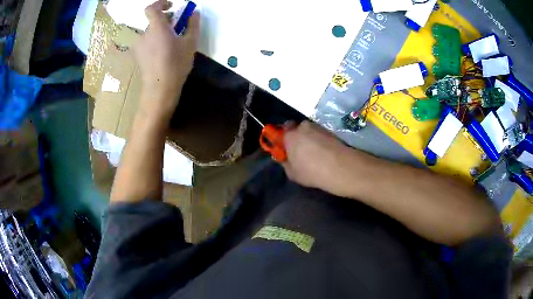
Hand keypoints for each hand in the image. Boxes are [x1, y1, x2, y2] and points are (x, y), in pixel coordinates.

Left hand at [134, 0, 200, 116]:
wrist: (160, 89)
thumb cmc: (176, 64)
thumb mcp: (190, 43)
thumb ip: (193, 25)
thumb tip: (195, 12)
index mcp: (156, 28)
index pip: (151, 8)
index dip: (160, 3)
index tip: (171, 6)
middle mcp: (144, 34)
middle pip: (153, 21)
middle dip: (165, 20)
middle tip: (177, 27)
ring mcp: (139, 46)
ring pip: (150, 33)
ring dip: (160, 32)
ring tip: (171, 42)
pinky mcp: (138, 56)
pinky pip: (147, 43)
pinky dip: (155, 41)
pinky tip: (163, 53)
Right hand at [282, 121, 352, 191]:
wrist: (339, 167)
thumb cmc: (311, 171)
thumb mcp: (292, 173)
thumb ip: (285, 163)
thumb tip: (284, 158)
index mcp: (290, 135)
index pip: (281, 130)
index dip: (282, 138)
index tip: (284, 148)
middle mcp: (303, 126)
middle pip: (296, 128)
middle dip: (296, 137)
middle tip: (299, 150)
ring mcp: (318, 127)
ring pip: (310, 131)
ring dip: (309, 138)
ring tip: (314, 153)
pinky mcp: (330, 131)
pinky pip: (320, 134)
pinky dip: (320, 141)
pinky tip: (323, 153)